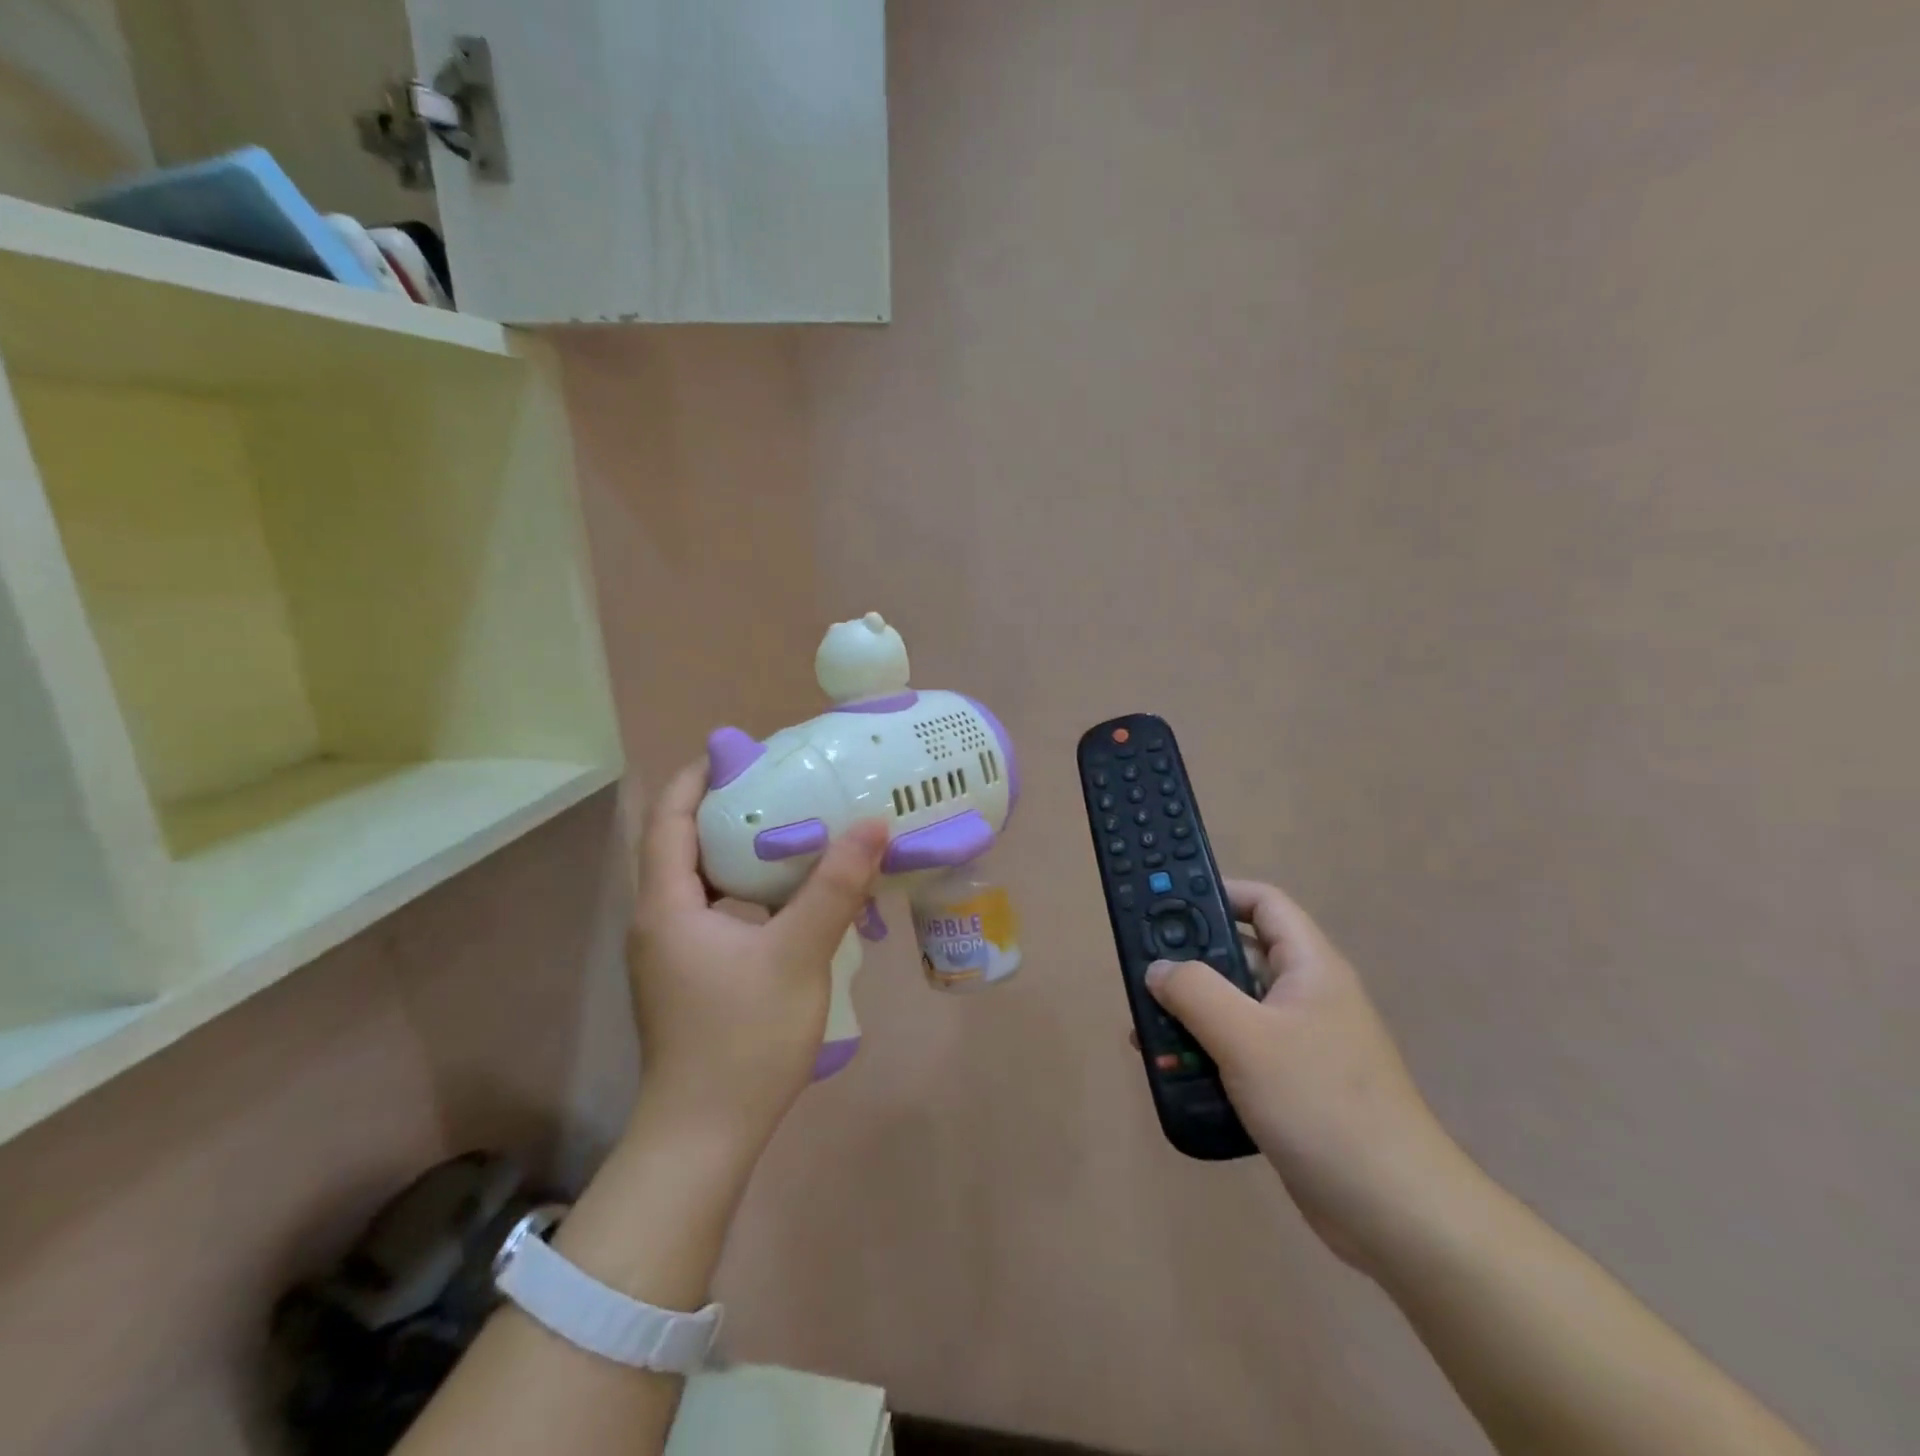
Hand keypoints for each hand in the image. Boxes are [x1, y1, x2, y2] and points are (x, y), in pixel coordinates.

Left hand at [626, 760, 889, 1157]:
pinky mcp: (689, 977)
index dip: (696, 778)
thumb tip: (872, 824)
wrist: (705, 1136)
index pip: (668, 820)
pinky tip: (789, 895)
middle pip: (682, 845)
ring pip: (701, 882)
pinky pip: (713, 912)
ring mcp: (671, 953)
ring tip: (792, 829)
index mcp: (667, 905)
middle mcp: (658, 921)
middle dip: (725, 809)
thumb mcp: (797, 954)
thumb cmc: (743, 1038)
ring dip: (739, 851)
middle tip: (781, 786)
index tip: (740, 752)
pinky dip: (745, 889)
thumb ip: (834, 886)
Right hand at [1146, 879, 1469, 1271]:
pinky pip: (1239, 1052)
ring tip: (1144, 1032)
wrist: (1395, 1213)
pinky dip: (1205, 1055)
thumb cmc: (1322, 1105)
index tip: (1166, 903)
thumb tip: (1158, 968)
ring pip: (1233, 1009)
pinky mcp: (1292, 1086)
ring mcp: (1301, 1044)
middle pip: (1239, 957)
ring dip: (1190, 1016)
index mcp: (1309, 968)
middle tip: (1142, 974)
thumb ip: (1195, 992)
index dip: (1217, 892)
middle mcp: (1307, 997)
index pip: (1263, 903)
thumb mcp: (1247, 1038)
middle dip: (1188, 965)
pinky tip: (1171, 1074)